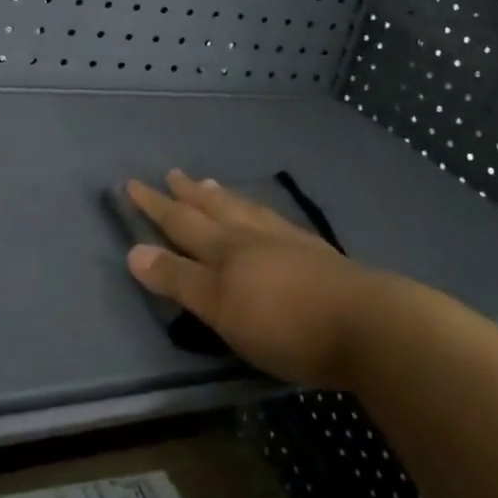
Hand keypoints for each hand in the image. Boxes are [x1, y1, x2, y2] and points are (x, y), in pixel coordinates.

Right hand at [125, 171, 377, 388]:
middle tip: (173, 173)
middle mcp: (252, 237)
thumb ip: (179, 280)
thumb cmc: (284, 323)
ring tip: (212, 185)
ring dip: (224, 198)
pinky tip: (268, 217)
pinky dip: (260, 213)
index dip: (155, 205)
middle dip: (188, 194)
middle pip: (213, 210)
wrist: (365, 324)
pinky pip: (276, 221)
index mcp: (226, 250)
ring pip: (246, 210)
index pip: (181, 222)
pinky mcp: (317, 254)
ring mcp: (287, 242)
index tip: (132, 184)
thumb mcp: (221, 309)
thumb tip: (133, 250)